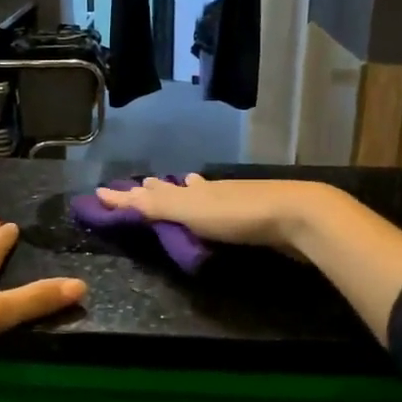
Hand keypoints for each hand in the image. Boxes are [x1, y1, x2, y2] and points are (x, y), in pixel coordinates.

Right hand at [91, 175, 349, 252]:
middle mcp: (209, 190)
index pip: (151, 192)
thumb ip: (155, 205)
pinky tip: (217, 205)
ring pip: (201, 194)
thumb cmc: (238, 215)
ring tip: (178, 185)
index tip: (104, 192)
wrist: (297, 216)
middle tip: (142, 184)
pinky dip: (210, 204)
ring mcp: (233, 200)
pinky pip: (220, 207)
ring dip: (185, 193)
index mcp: (191, 190)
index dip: (127, 195)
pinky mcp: (254, 214)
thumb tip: (109, 193)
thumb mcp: (190, 210)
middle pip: (177, 188)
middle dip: (158, 188)